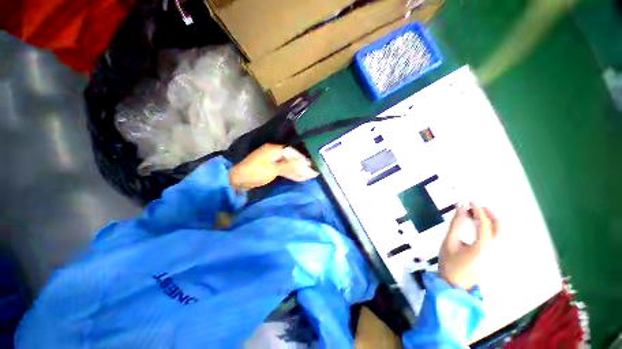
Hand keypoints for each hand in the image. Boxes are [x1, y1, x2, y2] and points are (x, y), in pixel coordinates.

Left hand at [229, 144, 318, 189]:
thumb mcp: (273, 169)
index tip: (310, 164)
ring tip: (305, 176)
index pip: (291, 151)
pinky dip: (288, 173)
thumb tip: (302, 163)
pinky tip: (296, 177)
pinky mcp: (268, 168)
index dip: (301, 158)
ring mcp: (270, 161)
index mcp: (273, 150)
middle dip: (299, 165)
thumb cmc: (256, 172)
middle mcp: (273, 153)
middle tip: (309, 172)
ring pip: (286, 164)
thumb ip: (289, 166)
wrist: (237, 180)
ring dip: (295, 170)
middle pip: (290, 158)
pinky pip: (282, 169)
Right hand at [438, 203, 498, 289]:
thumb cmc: (449, 263)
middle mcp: (495, 251)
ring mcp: (497, 255)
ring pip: (501, 233)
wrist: (455, 285)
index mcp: (482, 248)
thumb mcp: (449, 242)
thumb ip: (455, 224)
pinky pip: (497, 238)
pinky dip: (490, 228)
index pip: (485, 224)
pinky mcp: (495, 257)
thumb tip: (460, 208)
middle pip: (500, 228)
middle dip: (490, 214)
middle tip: (476, 206)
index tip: (470, 201)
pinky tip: (479, 225)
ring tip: (475, 214)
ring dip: (490, 220)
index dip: (478, 211)